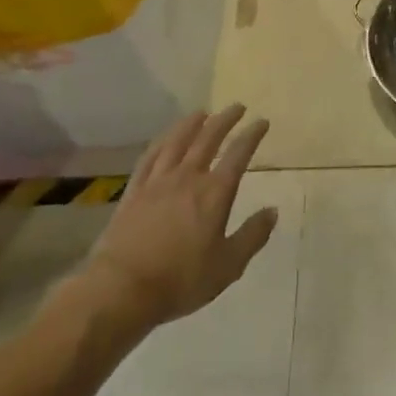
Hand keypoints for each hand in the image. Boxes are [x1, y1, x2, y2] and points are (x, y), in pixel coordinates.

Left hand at [72, 105, 278, 331]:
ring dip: (192, 124)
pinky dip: (161, 142)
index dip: (252, 135)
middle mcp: (188, 177)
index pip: (238, 154)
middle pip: (208, 139)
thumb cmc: (180, 280)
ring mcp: (158, 181)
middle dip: (225, 120)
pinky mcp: (134, 191)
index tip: (262, 122)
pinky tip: (165, 138)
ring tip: (202, 112)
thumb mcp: (227, 266)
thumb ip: (252, 236)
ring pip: (177, 142)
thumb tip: (273, 211)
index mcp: (214, 193)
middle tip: (237, 107)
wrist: (121, 289)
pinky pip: (150, 157)